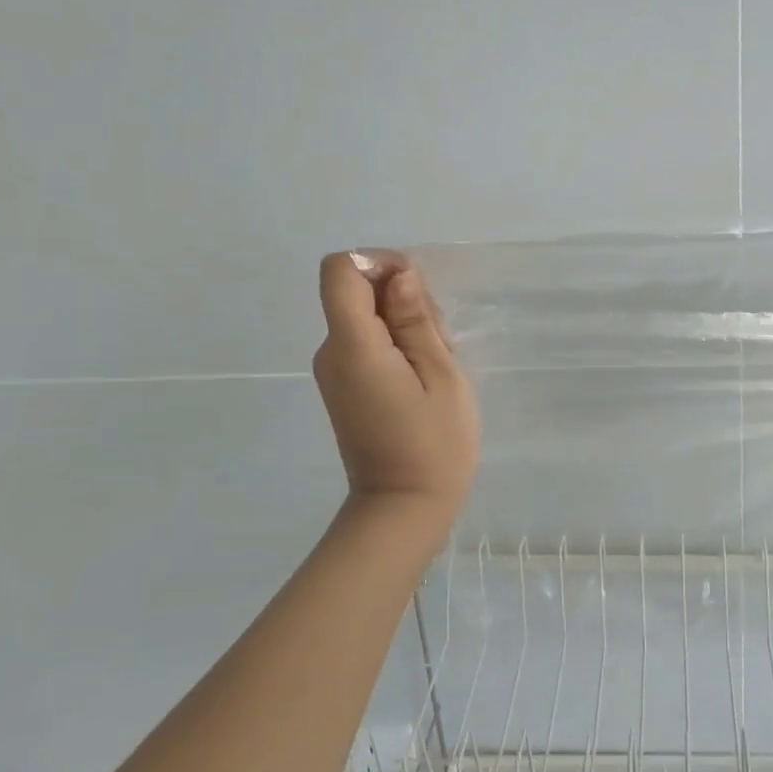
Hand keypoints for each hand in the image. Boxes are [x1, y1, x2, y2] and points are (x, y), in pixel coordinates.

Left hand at [313, 251, 479, 525]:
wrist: (404, 508)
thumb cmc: (435, 444)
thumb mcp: (441, 376)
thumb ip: (416, 321)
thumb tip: (399, 276)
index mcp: (353, 345)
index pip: (341, 271)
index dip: (378, 263)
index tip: (416, 290)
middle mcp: (331, 352)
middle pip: (356, 293)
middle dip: (401, 299)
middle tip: (440, 342)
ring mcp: (334, 372)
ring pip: (365, 318)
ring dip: (404, 325)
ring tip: (437, 366)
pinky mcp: (344, 387)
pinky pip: (366, 344)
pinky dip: (395, 346)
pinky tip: (423, 378)